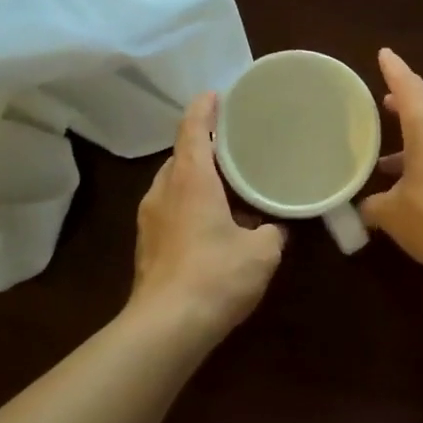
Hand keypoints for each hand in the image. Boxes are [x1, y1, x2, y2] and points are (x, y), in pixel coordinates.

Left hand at [131, 93, 285, 334]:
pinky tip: (213, 223)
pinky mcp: (147, 246)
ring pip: (173, 184)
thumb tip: (275, 228)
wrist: (166, 327)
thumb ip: (272, 230)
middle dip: (203, 146)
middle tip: (234, 144)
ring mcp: (150, 220)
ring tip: (227, 183)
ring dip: (196, 178)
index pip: (192, 130)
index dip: (204, 109)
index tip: (217, 94)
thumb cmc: (216, 276)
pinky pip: (170, 209)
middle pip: (180, 156)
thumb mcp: (262, 251)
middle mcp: (164, 192)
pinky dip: (189, 204)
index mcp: (190, 180)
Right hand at [359, 49, 422, 277]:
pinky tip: (418, 187)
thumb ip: (374, 206)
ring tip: (390, 161)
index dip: (394, 70)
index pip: (408, 86)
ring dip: (418, 143)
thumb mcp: (393, 214)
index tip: (385, 54)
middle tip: (385, 108)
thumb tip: (365, 209)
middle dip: (405, 109)